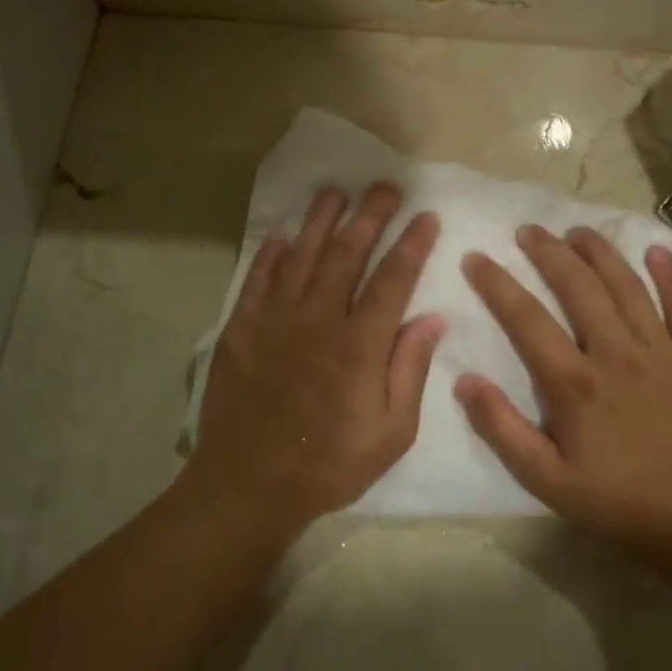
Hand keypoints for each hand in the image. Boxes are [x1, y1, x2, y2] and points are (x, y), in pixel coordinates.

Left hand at [187, 183, 442, 535]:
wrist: (249, 484)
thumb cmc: (329, 463)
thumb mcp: (391, 433)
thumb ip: (410, 370)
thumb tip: (431, 319)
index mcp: (360, 344)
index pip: (393, 279)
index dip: (411, 244)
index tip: (425, 216)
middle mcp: (318, 319)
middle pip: (347, 254)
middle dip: (369, 215)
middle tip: (384, 185)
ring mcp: (275, 320)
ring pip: (301, 255)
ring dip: (320, 220)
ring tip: (335, 192)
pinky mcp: (241, 329)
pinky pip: (257, 280)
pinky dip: (270, 254)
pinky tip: (281, 235)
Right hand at [456, 226, 671, 555]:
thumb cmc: (615, 500)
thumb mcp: (545, 479)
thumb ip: (501, 428)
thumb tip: (463, 380)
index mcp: (574, 383)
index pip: (526, 318)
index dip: (497, 283)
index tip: (476, 258)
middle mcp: (616, 353)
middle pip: (578, 286)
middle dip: (548, 252)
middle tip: (528, 230)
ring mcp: (662, 350)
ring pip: (627, 285)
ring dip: (600, 252)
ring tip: (577, 230)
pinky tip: (656, 250)